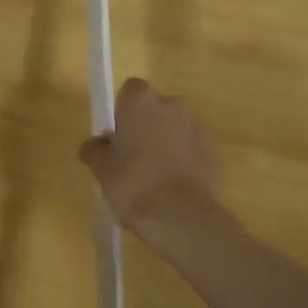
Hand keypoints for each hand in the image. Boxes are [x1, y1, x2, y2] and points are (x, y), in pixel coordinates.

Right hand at [79, 79, 221, 236]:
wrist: (181, 216)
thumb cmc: (134, 184)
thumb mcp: (101, 169)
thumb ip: (95, 150)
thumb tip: (95, 145)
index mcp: (141, 101)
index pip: (130, 91)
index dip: (122, 111)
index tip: (117, 136)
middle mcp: (172, 105)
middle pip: (154, 109)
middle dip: (144, 127)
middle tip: (131, 159)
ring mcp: (196, 126)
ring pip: (173, 129)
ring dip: (164, 144)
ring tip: (152, 179)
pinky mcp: (212, 150)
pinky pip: (190, 148)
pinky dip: (181, 160)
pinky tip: (171, 187)